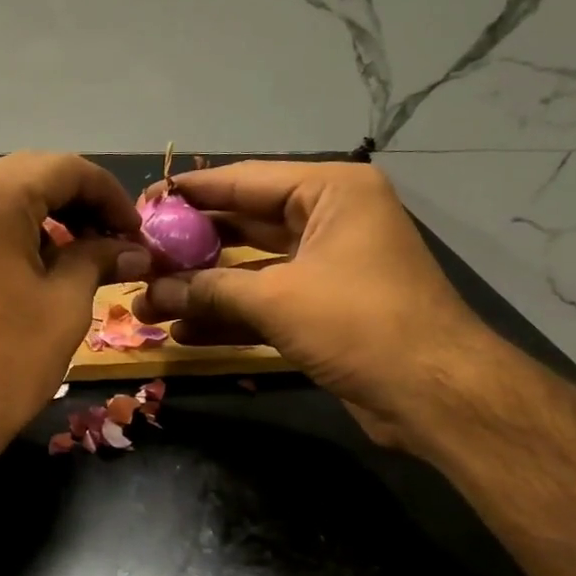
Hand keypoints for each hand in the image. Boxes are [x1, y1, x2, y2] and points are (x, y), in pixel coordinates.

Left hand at [0, 153, 148, 467]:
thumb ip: (98, 260)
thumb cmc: (5, 361)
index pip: (63, 168)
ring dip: (44, 220)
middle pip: (27, 178)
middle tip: (111, 242)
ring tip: (77, 259)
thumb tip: (131, 249)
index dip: (109, 194)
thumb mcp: (64, 304)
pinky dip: (10, 238)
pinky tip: (32, 272)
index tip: (136, 232)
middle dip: (77, 204)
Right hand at [132, 160, 497, 447]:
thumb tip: (149, 292)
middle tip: (140, 259)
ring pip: (251, 269)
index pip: (244, 181)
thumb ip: (209, 289)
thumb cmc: (360, 323)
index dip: (190, 193)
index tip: (143, 204)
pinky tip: (184, 332)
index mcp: (330, 192)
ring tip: (148, 305)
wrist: (434, 393)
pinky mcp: (324, 309)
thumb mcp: (276, 299)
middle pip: (244, 225)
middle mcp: (329, 220)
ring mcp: (327, 267)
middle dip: (192, 249)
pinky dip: (230, 315)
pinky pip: (266, 302)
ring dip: (204, 289)